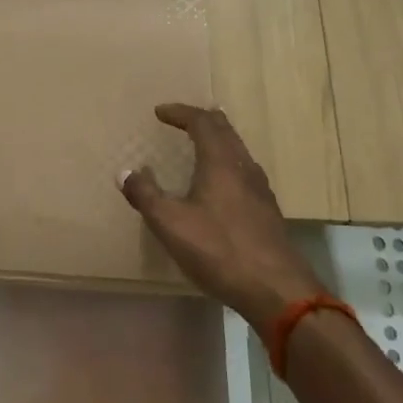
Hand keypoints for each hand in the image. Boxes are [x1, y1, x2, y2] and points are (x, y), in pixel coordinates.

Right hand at [121, 104, 325, 325]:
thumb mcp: (170, 223)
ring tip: (201, 145)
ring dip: (217, 141)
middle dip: (202, 120)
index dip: (180, 113)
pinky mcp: (267, 211)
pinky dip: (227, 163)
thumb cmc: (219, 249)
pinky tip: (221, 185)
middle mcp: (243, 167)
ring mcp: (260, 190)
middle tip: (182, 119)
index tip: (160, 112)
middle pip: (225, 131)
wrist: (276, 289)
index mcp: (220, 162)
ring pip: (238, 151)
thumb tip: (126, 172)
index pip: (202, 122)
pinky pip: (244, 171)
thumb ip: (146, 195)